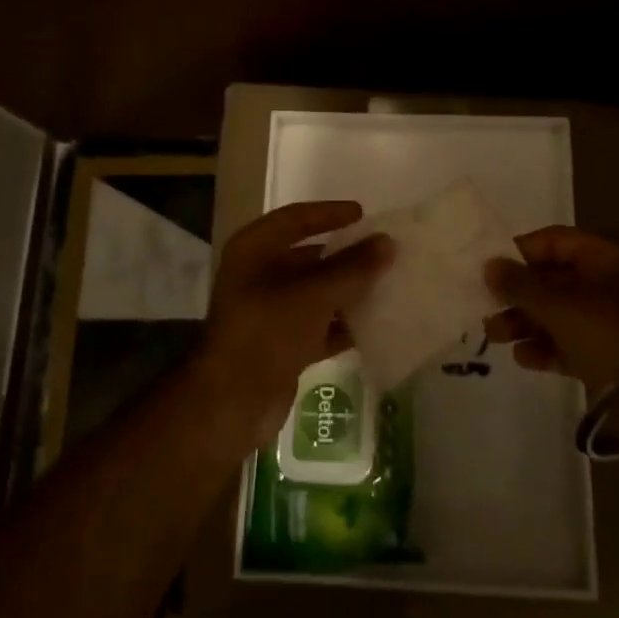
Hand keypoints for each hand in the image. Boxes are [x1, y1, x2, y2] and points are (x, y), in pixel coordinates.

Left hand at [196, 201, 393, 437]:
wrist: (230, 404)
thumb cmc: (266, 332)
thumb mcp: (313, 295)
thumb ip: (353, 268)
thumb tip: (388, 242)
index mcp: (254, 250)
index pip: (296, 218)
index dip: (329, 213)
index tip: (364, 214)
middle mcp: (258, 275)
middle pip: (309, 256)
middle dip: (345, 256)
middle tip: (383, 252)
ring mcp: (269, 311)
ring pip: (316, 292)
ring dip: (348, 291)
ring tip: (388, 284)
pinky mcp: (281, 344)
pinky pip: (318, 324)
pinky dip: (342, 324)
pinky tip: (375, 324)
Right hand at [484, 227, 618, 392]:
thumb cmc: (606, 332)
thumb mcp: (557, 304)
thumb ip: (519, 284)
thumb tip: (489, 265)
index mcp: (604, 259)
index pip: (554, 241)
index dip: (520, 251)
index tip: (491, 268)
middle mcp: (609, 284)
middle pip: (553, 280)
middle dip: (518, 295)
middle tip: (486, 307)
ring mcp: (611, 322)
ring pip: (559, 314)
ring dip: (525, 323)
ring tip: (494, 336)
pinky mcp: (610, 356)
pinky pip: (571, 344)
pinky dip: (546, 348)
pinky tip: (522, 358)